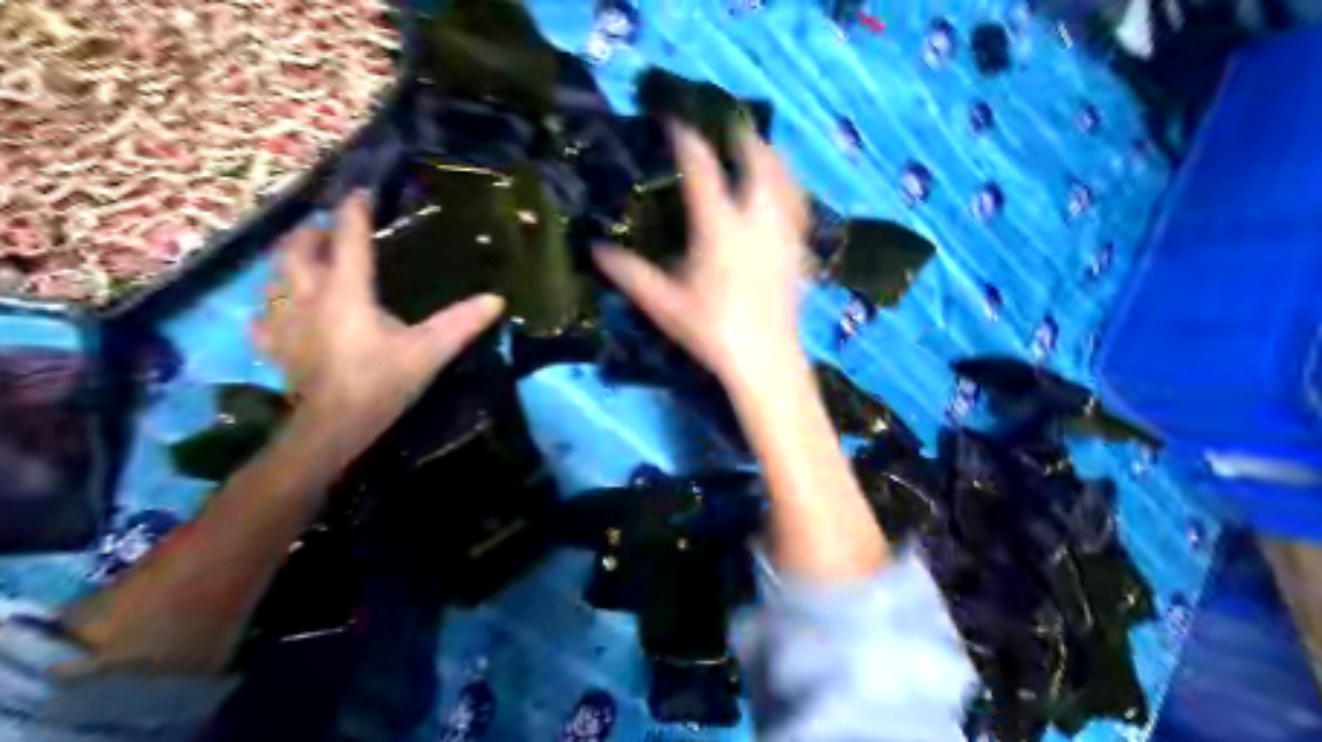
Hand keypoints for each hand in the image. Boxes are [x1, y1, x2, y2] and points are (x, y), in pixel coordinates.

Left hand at [256, 188, 503, 447]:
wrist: (331, 428)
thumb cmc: (380, 384)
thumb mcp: (428, 352)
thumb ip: (461, 323)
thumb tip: (496, 299)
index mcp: (346, 290)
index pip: (348, 237)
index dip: (355, 210)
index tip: (362, 193)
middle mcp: (307, 294)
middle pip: (297, 248)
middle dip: (314, 232)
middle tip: (333, 231)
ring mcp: (282, 319)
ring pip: (274, 275)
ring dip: (291, 262)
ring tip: (309, 263)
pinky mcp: (273, 344)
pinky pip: (263, 314)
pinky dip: (274, 305)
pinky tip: (285, 312)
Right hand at [595, 123, 812, 386]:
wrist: (765, 359)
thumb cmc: (712, 330)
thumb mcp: (664, 304)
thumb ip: (630, 274)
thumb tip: (596, 250)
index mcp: (718, 227)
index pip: (702, 170)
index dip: (688, 140)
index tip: (675, 122)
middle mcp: (754, 221)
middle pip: (758, 163)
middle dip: (745, 139)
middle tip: (732, 126)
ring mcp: (781, 235)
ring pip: (785, 181)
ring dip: (773, 159)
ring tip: (763, 148)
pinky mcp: (797, 252)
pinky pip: (799, 209)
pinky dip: (791, 191)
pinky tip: (787, 194)